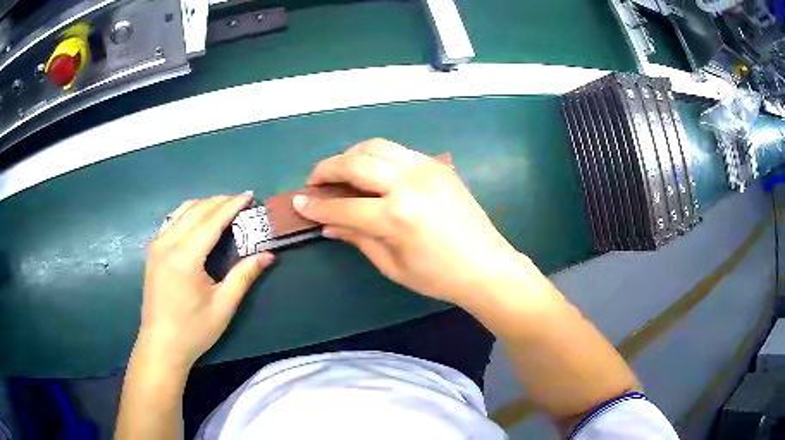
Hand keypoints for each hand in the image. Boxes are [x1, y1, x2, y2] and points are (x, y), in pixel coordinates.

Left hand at [136, 193, 274, 368]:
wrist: (161, 345)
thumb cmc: (193, 330)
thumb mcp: (223, 306)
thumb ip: (244, 276)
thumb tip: (268, 255)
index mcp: (185, 257)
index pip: (211, 220)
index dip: (231, 205)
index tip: (249, 195)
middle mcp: (167, 244)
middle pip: (196, 211)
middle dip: (219, 201)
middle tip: (239, 201)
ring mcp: (156, 246)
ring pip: (181, 212)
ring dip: (203, 205)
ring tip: (222, 207)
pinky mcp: (152, 252)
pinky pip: (171, 221)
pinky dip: (187, 214)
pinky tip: (197, 221)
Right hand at [293, 139, 525, 305]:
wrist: (486, 265)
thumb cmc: (438, 276)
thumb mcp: (392, 265)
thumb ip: (357, 238)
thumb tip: (328, 224)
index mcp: (397, 216)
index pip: (344, 205)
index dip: (317, 205)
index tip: (299, 202)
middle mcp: (409, 183)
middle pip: (355, 162)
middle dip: (327, 169)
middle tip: (314, 181)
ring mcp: (426, 168)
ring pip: (376, 146)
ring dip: (351, 155)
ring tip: (340, 171)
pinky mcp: (438, 164)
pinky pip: (398, 151)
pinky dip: (377, 156)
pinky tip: (372, 172)